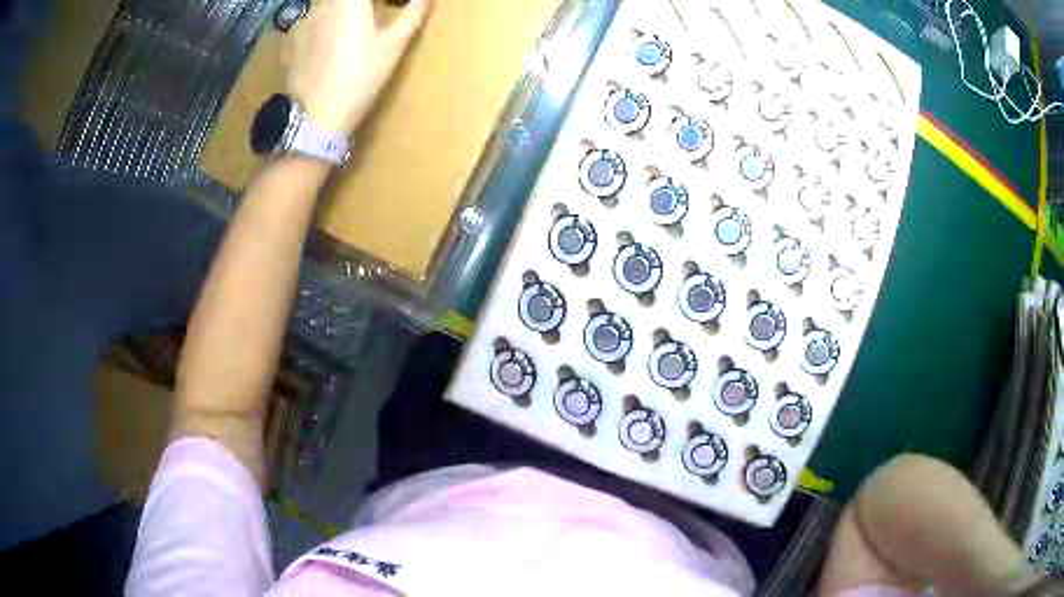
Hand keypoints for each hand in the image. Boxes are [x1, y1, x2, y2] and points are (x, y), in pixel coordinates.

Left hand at [280, 0, 430, 136]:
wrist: (314, 118)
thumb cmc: (359, 79)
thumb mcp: (393, 46)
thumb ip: (412, 14)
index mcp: (349, 1)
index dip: (382, 1)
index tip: (392, 6)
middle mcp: (322, 3)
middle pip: (345, 0)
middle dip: (364, 5)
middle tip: (377, 13)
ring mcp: (302, 19)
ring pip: (326, 5)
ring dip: (343, 10)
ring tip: (354, 28)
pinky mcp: (289, 38)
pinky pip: (309, 19)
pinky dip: (323, 22)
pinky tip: (329, 42)